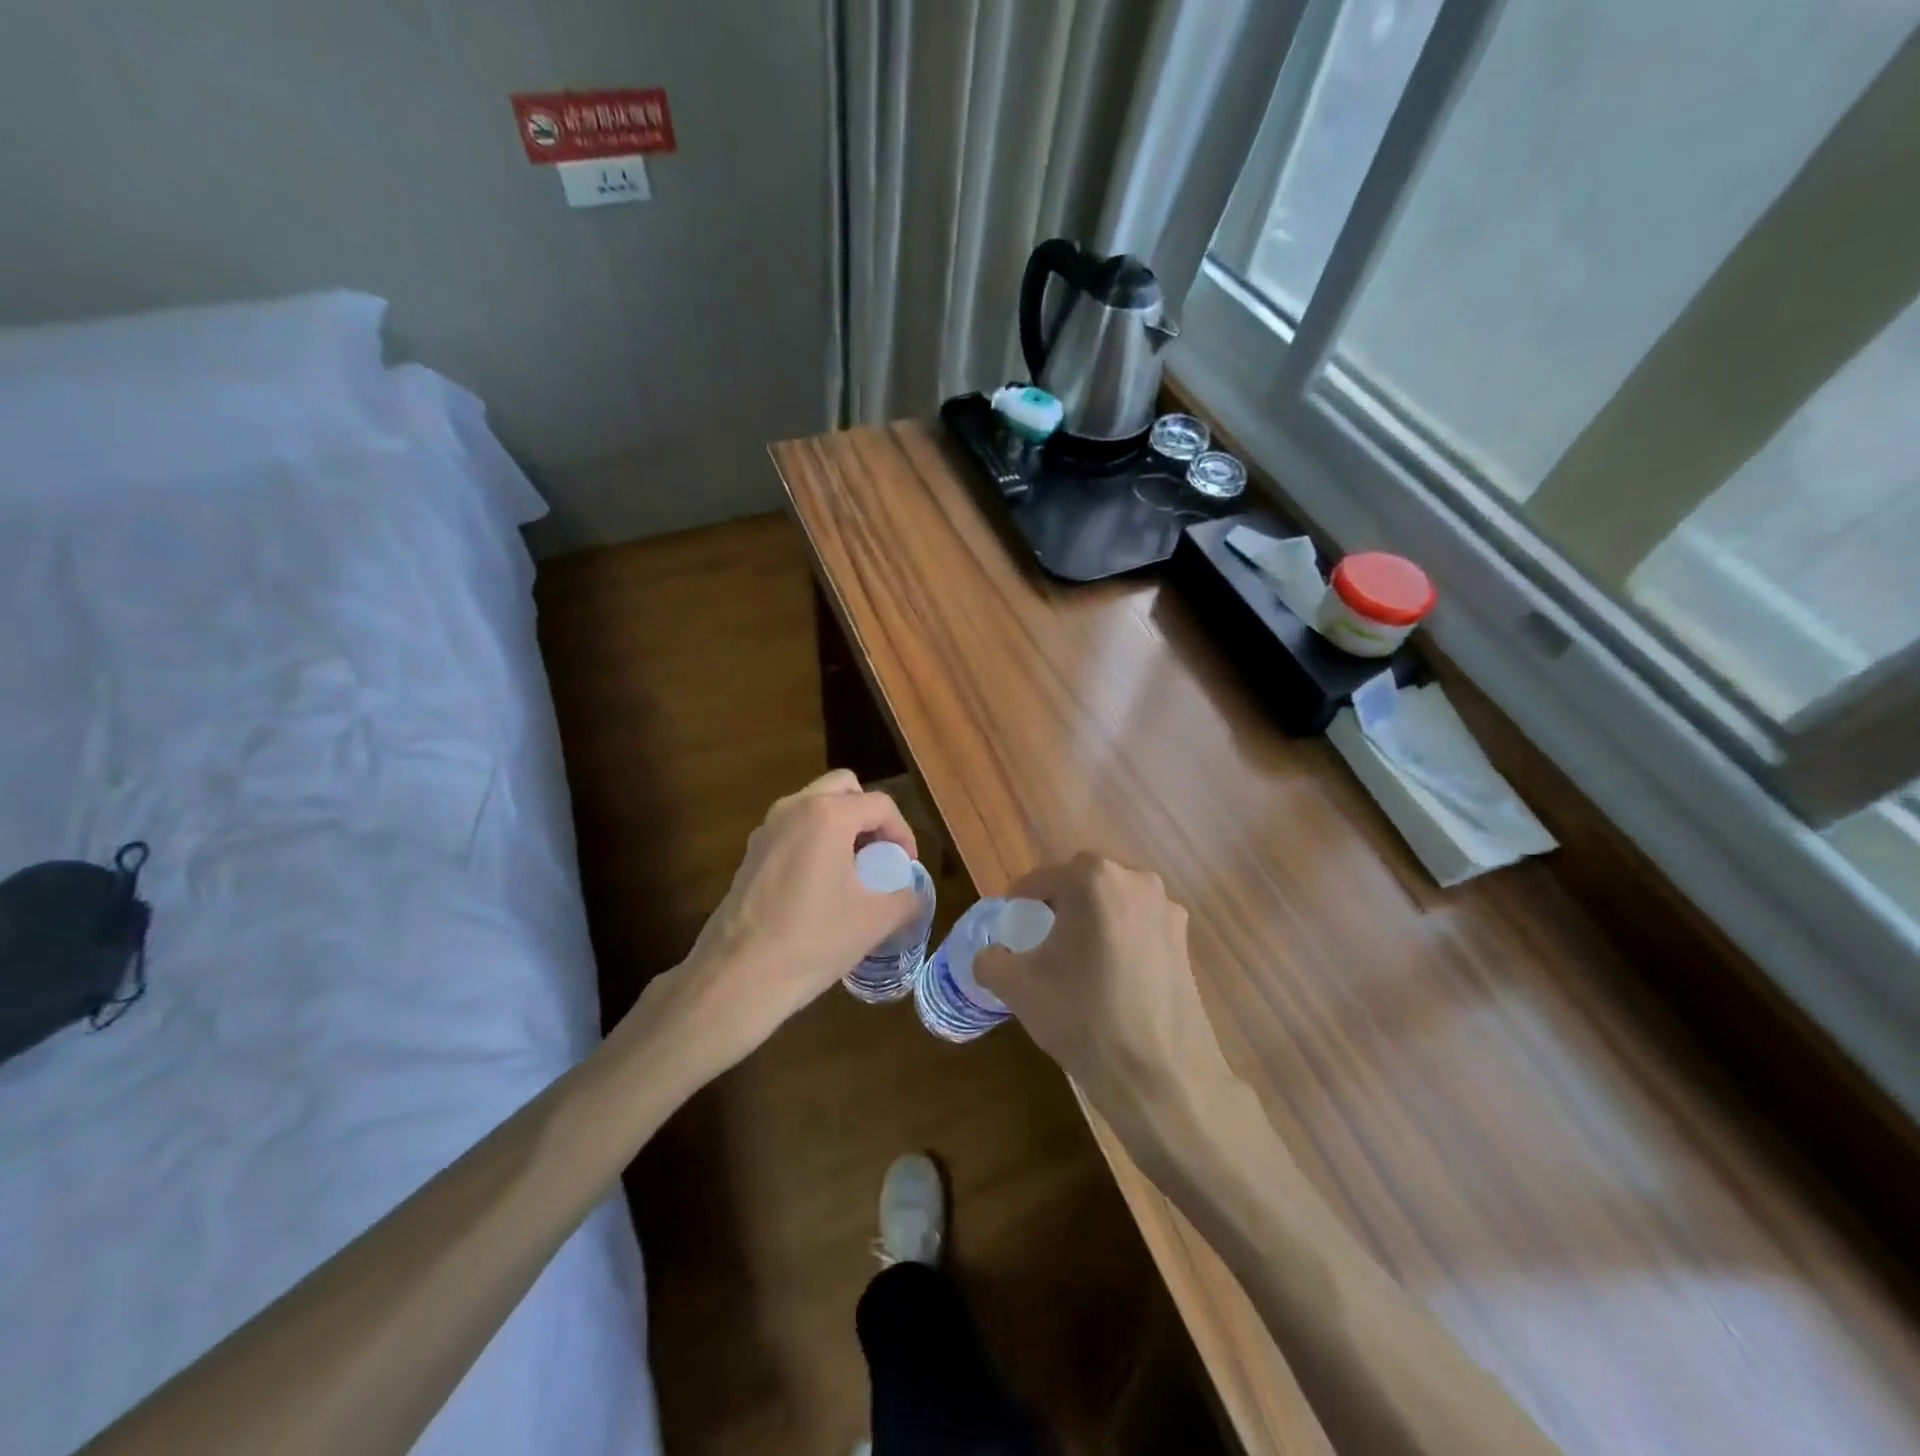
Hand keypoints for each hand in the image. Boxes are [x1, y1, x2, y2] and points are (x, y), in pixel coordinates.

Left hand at [638, 770, 919, 1078]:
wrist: (738, 977)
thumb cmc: (813, 940)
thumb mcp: (873, 921)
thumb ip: (906, 899)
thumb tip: (916, 896)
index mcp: (828, 815)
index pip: (880, 805)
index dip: (903, 833)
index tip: (906, 867)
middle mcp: (794, 808)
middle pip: (844, 787)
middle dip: (869, 815)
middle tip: (879, 853)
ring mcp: (767, 828)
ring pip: (814, 804)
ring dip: (840, 825)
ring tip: (853, 868)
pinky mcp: (751, 852)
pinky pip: (793, 828)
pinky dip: (814, 840)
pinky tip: (819, 884)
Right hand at [974, 853, 1237, 1138]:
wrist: (1161, 1077)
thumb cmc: (1084, 1019)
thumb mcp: (1017, 988)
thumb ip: (990, 960)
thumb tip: (989, 956)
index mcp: (1093, 878)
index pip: (1040, 880)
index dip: (1018, 906)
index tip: (1010, 934)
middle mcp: (1135, 879)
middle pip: (1080, 884)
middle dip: (1057, 909)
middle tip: (1039, 946)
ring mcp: (1166, 909)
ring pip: (1112, 904)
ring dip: (1090, 923)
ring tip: (1076, 964)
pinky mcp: (1185, 940)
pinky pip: (1138, 927)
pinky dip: (1119, 940)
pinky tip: (1111, 980)